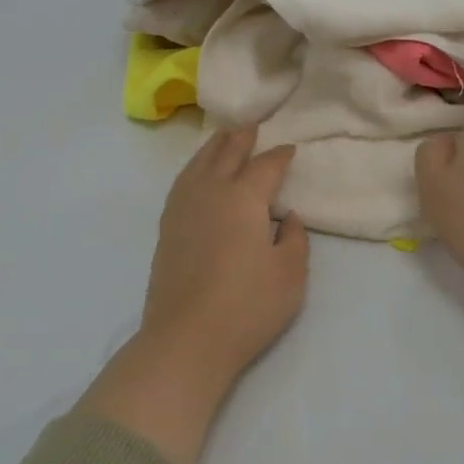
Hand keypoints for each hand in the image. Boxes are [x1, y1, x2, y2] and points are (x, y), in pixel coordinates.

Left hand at [141, 126, 309, 382]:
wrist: (187, 338)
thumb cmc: (247, 306)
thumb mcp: (291, 275)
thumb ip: (295, 239)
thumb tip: (289, 217)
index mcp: (244, 198)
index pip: (266, 166)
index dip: (280, 155)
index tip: (290, 149)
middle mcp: (212, 191)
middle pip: (227, 153)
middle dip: (243, 138)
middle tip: (253, 126)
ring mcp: (184, 207)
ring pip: (200, 162)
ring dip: (215, 145)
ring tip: (225, 136)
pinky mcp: (168, 226)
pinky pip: (183, 180)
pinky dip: (195, 166)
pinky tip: (197, 172)